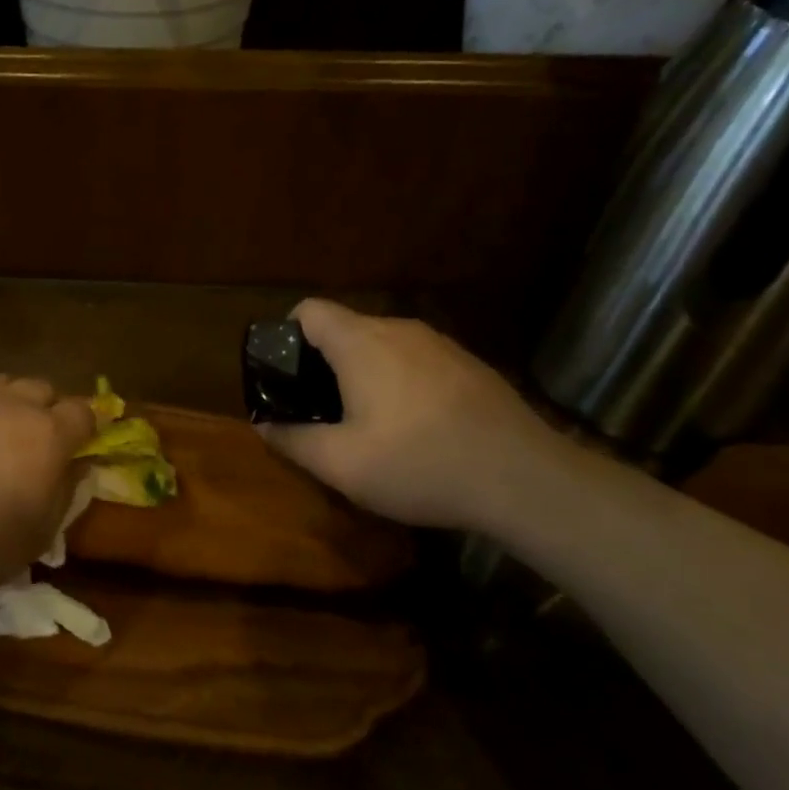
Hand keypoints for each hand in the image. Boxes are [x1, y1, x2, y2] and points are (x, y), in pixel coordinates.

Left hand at [0, 376, 95, 603]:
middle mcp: (10, 405)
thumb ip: (66, 491)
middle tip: (35, 441)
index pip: (82, 411)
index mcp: (46, 435)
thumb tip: (78, 465)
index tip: (80, 443)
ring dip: (7, 403)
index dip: (85, 426)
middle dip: (46, 409)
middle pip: (41, 388)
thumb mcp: (41, 533)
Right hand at [258, 299, 564, 533]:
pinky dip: (400, 381)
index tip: (284, 375)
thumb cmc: (420, 465)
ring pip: (383, 345)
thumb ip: (292, 441)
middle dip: (323, 363)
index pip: (308, 309)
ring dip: (364, 373)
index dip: (286, 335)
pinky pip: (416, 361)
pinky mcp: (469, 364)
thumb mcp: (341, 464)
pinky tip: (416, 427)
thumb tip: (263, 426)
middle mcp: (399, 329)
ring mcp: (440, 344)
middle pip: (344, 328)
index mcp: (361, 343)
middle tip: (319, 410)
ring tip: (367, 422)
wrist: (525, 480)